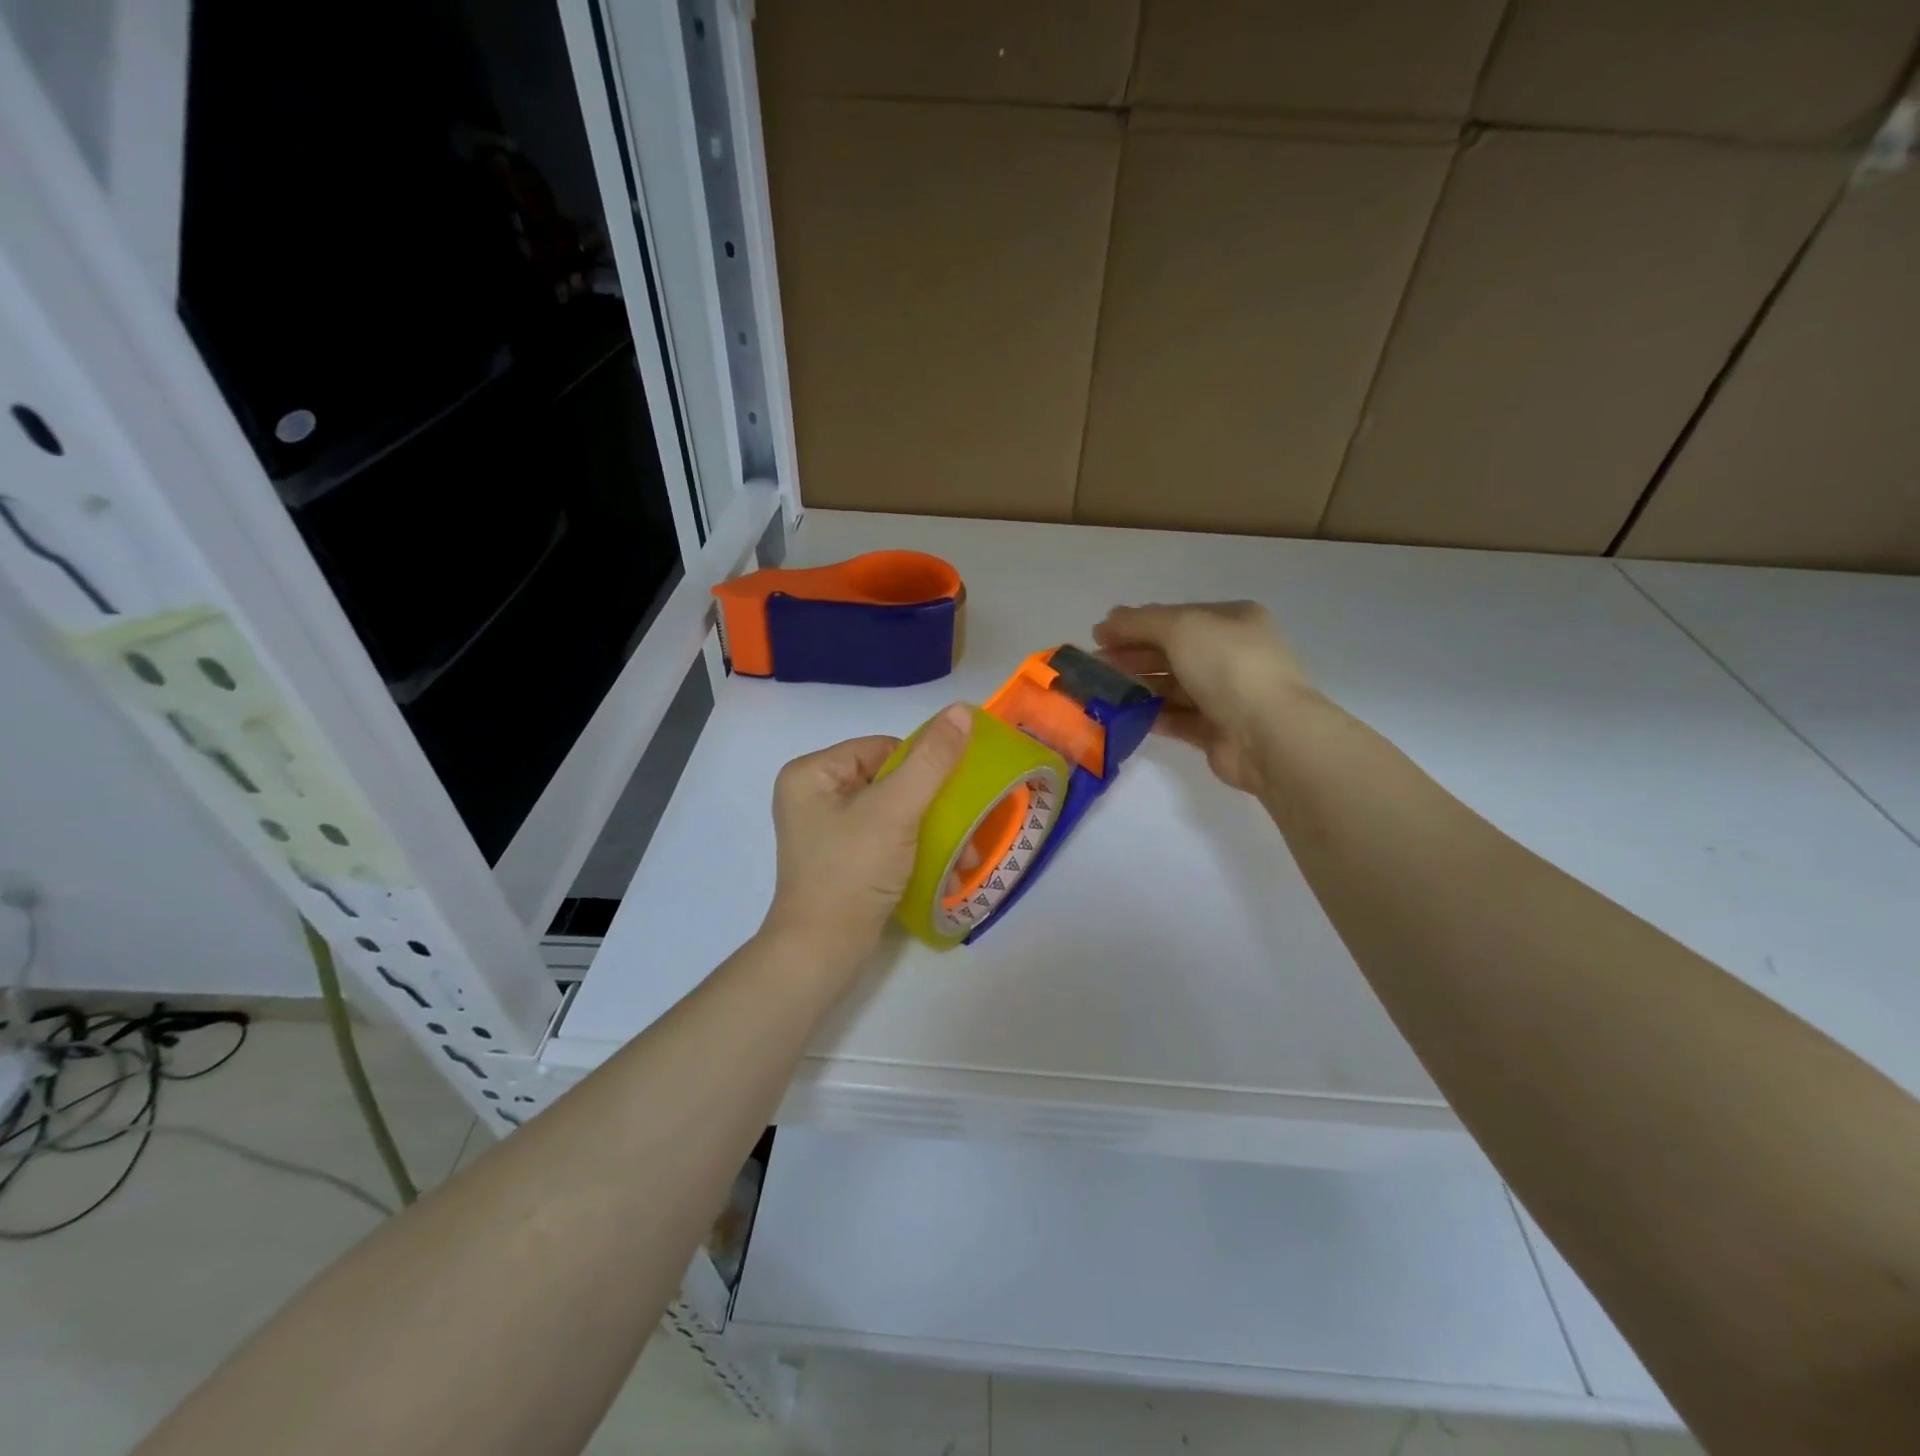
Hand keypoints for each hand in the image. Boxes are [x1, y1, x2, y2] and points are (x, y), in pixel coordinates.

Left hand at [761, 705, 973, 968]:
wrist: (823, 951)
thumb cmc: (853, 871)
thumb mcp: (896, 809)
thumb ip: (932, 760)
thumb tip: (962, 710)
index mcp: (812, 772)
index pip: (882, 748)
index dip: (922, 766)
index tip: (951, 794)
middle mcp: (813, 795)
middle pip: (889, 779)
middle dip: (932, 805)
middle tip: (966, 825)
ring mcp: (825, 830)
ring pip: (891, 811)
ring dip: (930, 830)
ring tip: (963, 855)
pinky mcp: (840, 859)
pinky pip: (884, 837)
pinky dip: (913, 849)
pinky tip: (942, 869)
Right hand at [1094, 601, 1313, 795]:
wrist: (1267, 732)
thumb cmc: (1228, 666)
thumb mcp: (1182, 627)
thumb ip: (1140, 622)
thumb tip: (1107, 620)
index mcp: (1233, 621)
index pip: (1176, 617)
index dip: (1136, 624)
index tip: (1099, 635)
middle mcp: (1232, 655)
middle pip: (1172, 651)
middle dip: (1133, 654)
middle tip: (1095, 664)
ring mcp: (1227, 695)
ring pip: (1173, 686)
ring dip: (1139, 685)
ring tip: (1103, 690)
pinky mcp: (1217, 731)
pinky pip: (1178, 718)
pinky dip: (1152, 715)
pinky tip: (1125, 714)